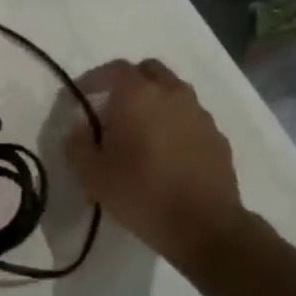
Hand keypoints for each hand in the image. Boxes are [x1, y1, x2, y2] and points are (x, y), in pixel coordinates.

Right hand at [66, 58, 249, 264]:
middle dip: (128, 83)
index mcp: (138, 96)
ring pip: (174, 92)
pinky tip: (166, 152)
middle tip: (113, 109)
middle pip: (149, 71)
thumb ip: (77, 143)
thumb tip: (79, 126)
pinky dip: (175, 124)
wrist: (204, 226)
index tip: (82, 96)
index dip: (95, 78)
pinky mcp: (218, 137)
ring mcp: (200, 114)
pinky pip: (191, 118)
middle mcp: (172, 94)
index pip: (114, 68)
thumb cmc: (141, 194)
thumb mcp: (92, 174)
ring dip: (155, 102)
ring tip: (140, 132)